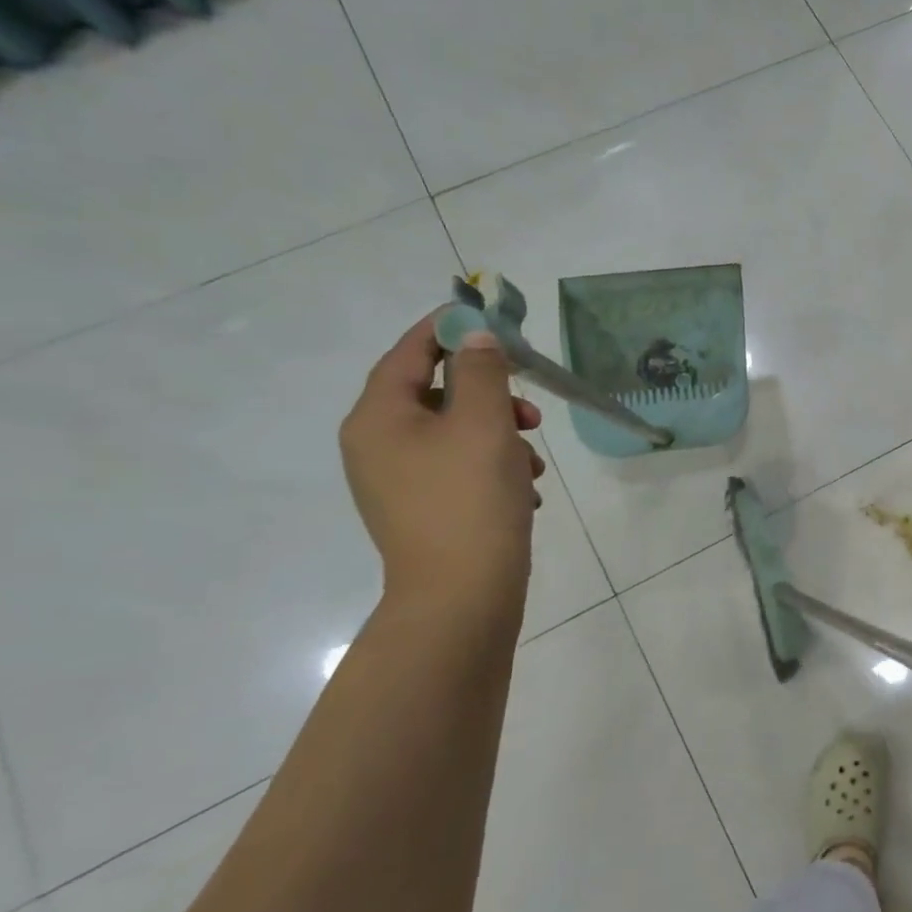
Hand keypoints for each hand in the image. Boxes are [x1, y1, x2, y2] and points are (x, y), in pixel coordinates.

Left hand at [340, 314, 544, 621]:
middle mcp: (377, 445)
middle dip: (490, 396)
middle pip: (437, 395)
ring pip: (455, 435)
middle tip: (531, 410)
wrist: (462, 594)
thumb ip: (482, 371)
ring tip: (534, 463)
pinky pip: (460, 469)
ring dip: (500, 436)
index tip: (487, 317)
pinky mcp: (424, 510)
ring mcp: (399, 482)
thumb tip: (476, 337)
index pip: (409, 353)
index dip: (447, 330)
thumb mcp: (483, 424)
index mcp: (379, 418)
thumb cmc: (470, 499)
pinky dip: (494, 468)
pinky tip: (525, 490)